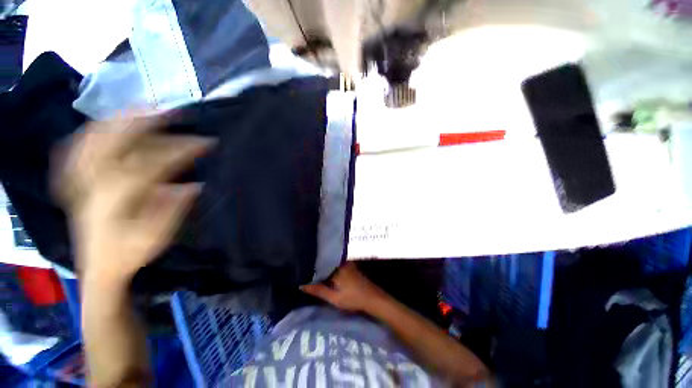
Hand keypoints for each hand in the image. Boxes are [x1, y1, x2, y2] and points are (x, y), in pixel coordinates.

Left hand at [53, 113, 212, 285]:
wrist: (99, 268)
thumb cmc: (130, 254)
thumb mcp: (157, 237)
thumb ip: (173, 209)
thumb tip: (195, 185)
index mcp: (118, 197)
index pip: (154, 163)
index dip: (182, 150)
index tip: (206, 143)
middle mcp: (95, 182)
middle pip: (116, 141)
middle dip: (146, 122)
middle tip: (173, 112)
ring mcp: (82, 180)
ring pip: (94, 139)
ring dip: (119, 120)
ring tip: (142, 108)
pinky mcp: (76, 182)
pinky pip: (78, 149)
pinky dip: (92, 132)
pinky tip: (106, 125)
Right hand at [301, 262, 386, 312]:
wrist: (372, 298)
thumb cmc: (353, 298)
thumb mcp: (334, 298)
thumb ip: (318, 291)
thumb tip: (301, 285)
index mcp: (336, 267)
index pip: (320, 263)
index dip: (310, 265)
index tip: (301, 267)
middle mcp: (341, 262)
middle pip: (325, 262)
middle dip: (316, 266)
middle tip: (304, 269)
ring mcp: (346, 263)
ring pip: (330, 263)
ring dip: (323, 267)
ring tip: (311, 270)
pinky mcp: (350, 267)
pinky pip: (336, 265)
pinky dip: (329, 269)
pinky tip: (324, 274)